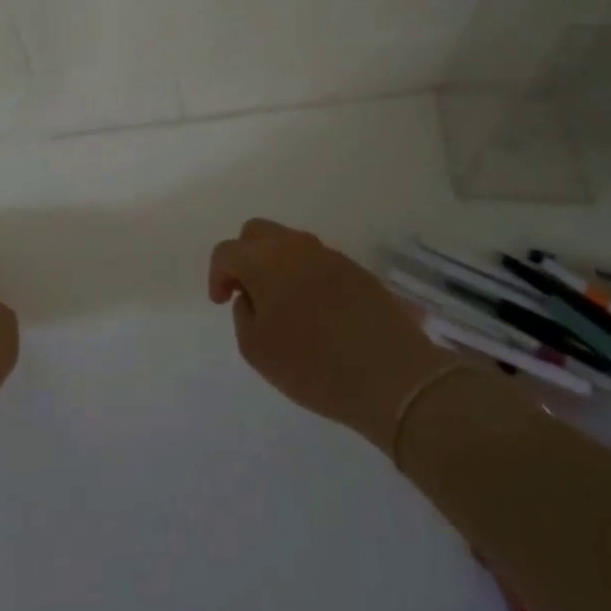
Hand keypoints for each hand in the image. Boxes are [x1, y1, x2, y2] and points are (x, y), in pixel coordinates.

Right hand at [209, 219, 448, 452]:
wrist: (393, 376)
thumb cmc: (313, 366)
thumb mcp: (257, 350)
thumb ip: (243, 314)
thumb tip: (251, 296)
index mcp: (265, 260)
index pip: (227, 251)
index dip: (217, 275)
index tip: (222, 302)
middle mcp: (296, 246)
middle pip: (258, 233)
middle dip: (245, 258)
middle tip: (246, 293)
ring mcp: (330, 256)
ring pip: (291, 245)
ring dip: (277, 266)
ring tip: (282, 306)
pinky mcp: (357, 271)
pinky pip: (319, 262)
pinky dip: (306, 277)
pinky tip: (315, 312)